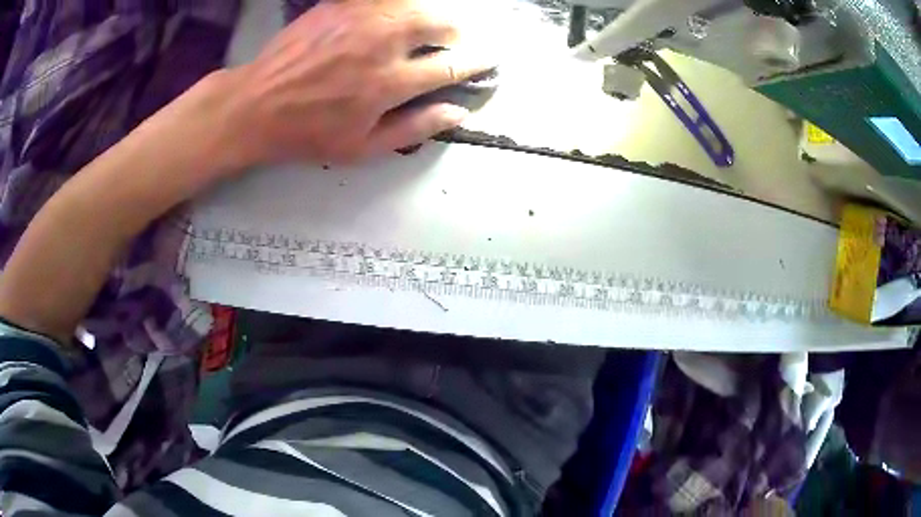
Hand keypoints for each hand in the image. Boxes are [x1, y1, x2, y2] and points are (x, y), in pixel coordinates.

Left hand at [222, 0, 494, 165]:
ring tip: (425, 28)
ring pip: (416, 4)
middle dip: (456, 33)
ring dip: (430, 15)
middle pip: (441, 24)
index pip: (451, 66)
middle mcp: (381, 43)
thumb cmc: (307, 133)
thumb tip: (457, 113)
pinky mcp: (340, 5)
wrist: (255, 105)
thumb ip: (414, 129)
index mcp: (389, 83)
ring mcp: (360, 18)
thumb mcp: (361, 148)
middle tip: (451, 42)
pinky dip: (397, 5)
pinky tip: (392, 16)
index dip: (477, 62)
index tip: (489, 59)